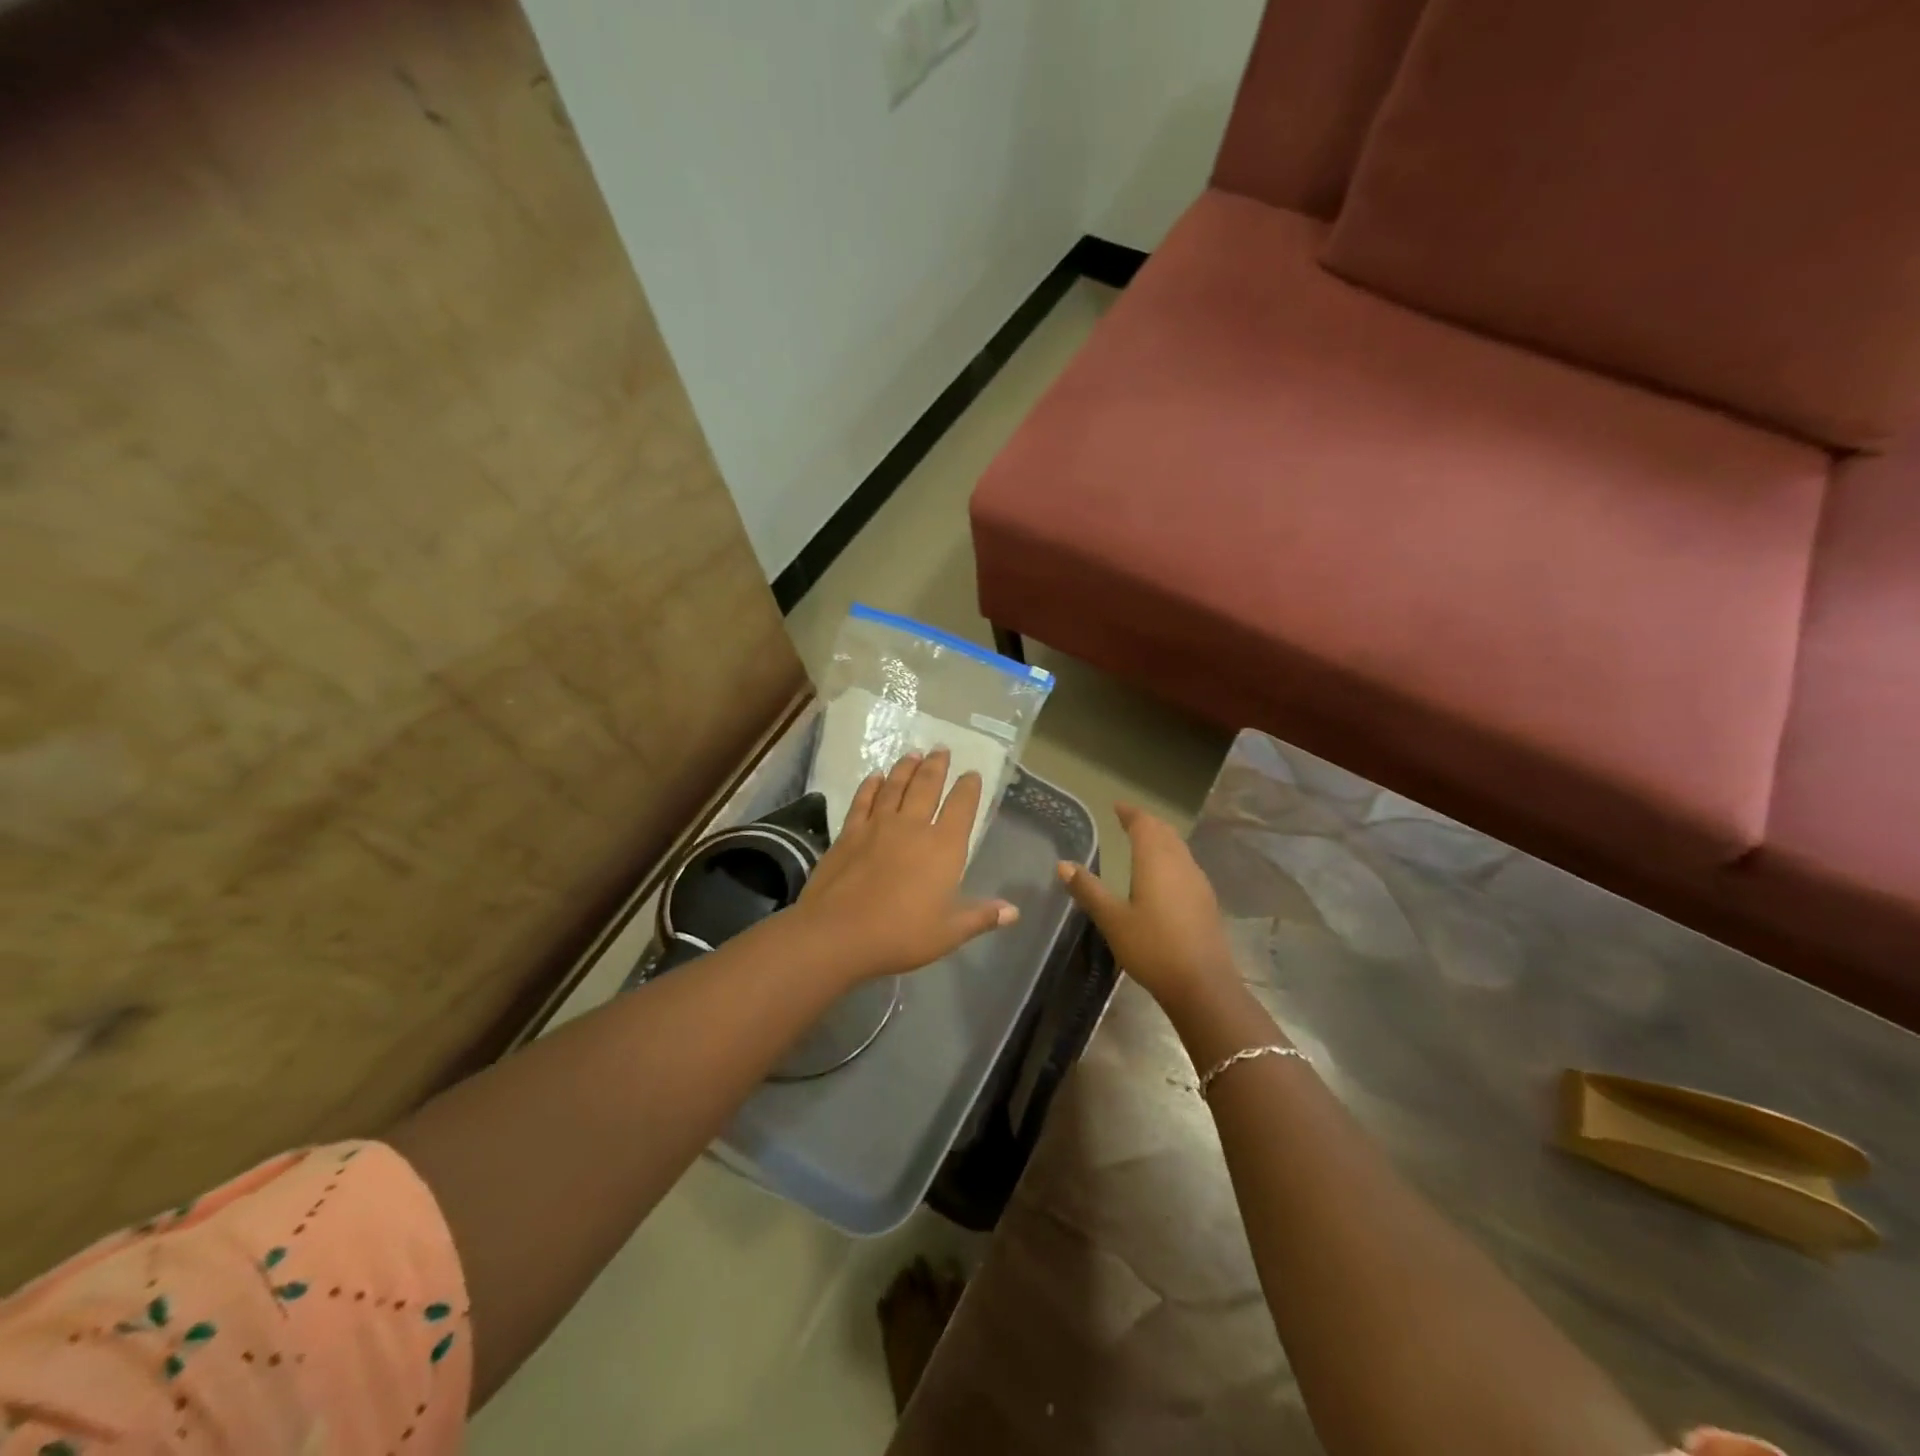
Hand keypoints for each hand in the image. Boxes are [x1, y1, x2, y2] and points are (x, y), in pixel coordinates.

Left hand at [795, 749, 1017, 981]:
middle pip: (927, 786)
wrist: (838, 933)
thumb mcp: (948, 933)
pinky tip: (875, 776)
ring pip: (895, 786)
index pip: (961, 807)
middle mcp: (912, 827)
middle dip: (937, 766)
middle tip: (942, 749)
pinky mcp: (848, 833)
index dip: (969, 788)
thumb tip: (1013, 911)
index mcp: (943, 847)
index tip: (972, 774)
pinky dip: (871, 785)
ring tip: (914, 753)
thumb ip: (981, 917)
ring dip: (906, 767)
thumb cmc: (901, 935)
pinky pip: (863, 800)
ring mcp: (877, 826)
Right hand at [1059, 804, 1239, 1015]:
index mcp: (1156, 861)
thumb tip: (1063, 864)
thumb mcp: (1112, 920)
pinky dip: (1171, 857)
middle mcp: (1180, 864)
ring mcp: (1197, 882)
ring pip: (1178, 848)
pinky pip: (1186, 865)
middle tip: (1128, 820)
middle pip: (1165, 832)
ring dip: (1161, 839)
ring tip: (1144, 842)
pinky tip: (1164, 875)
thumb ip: (1088, 890)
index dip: (1130, 813)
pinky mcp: (1206, 901)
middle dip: (1146, 823)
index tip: (1117, 806)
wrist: (1203, 985)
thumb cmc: (1152, 948)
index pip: (1144, 825)